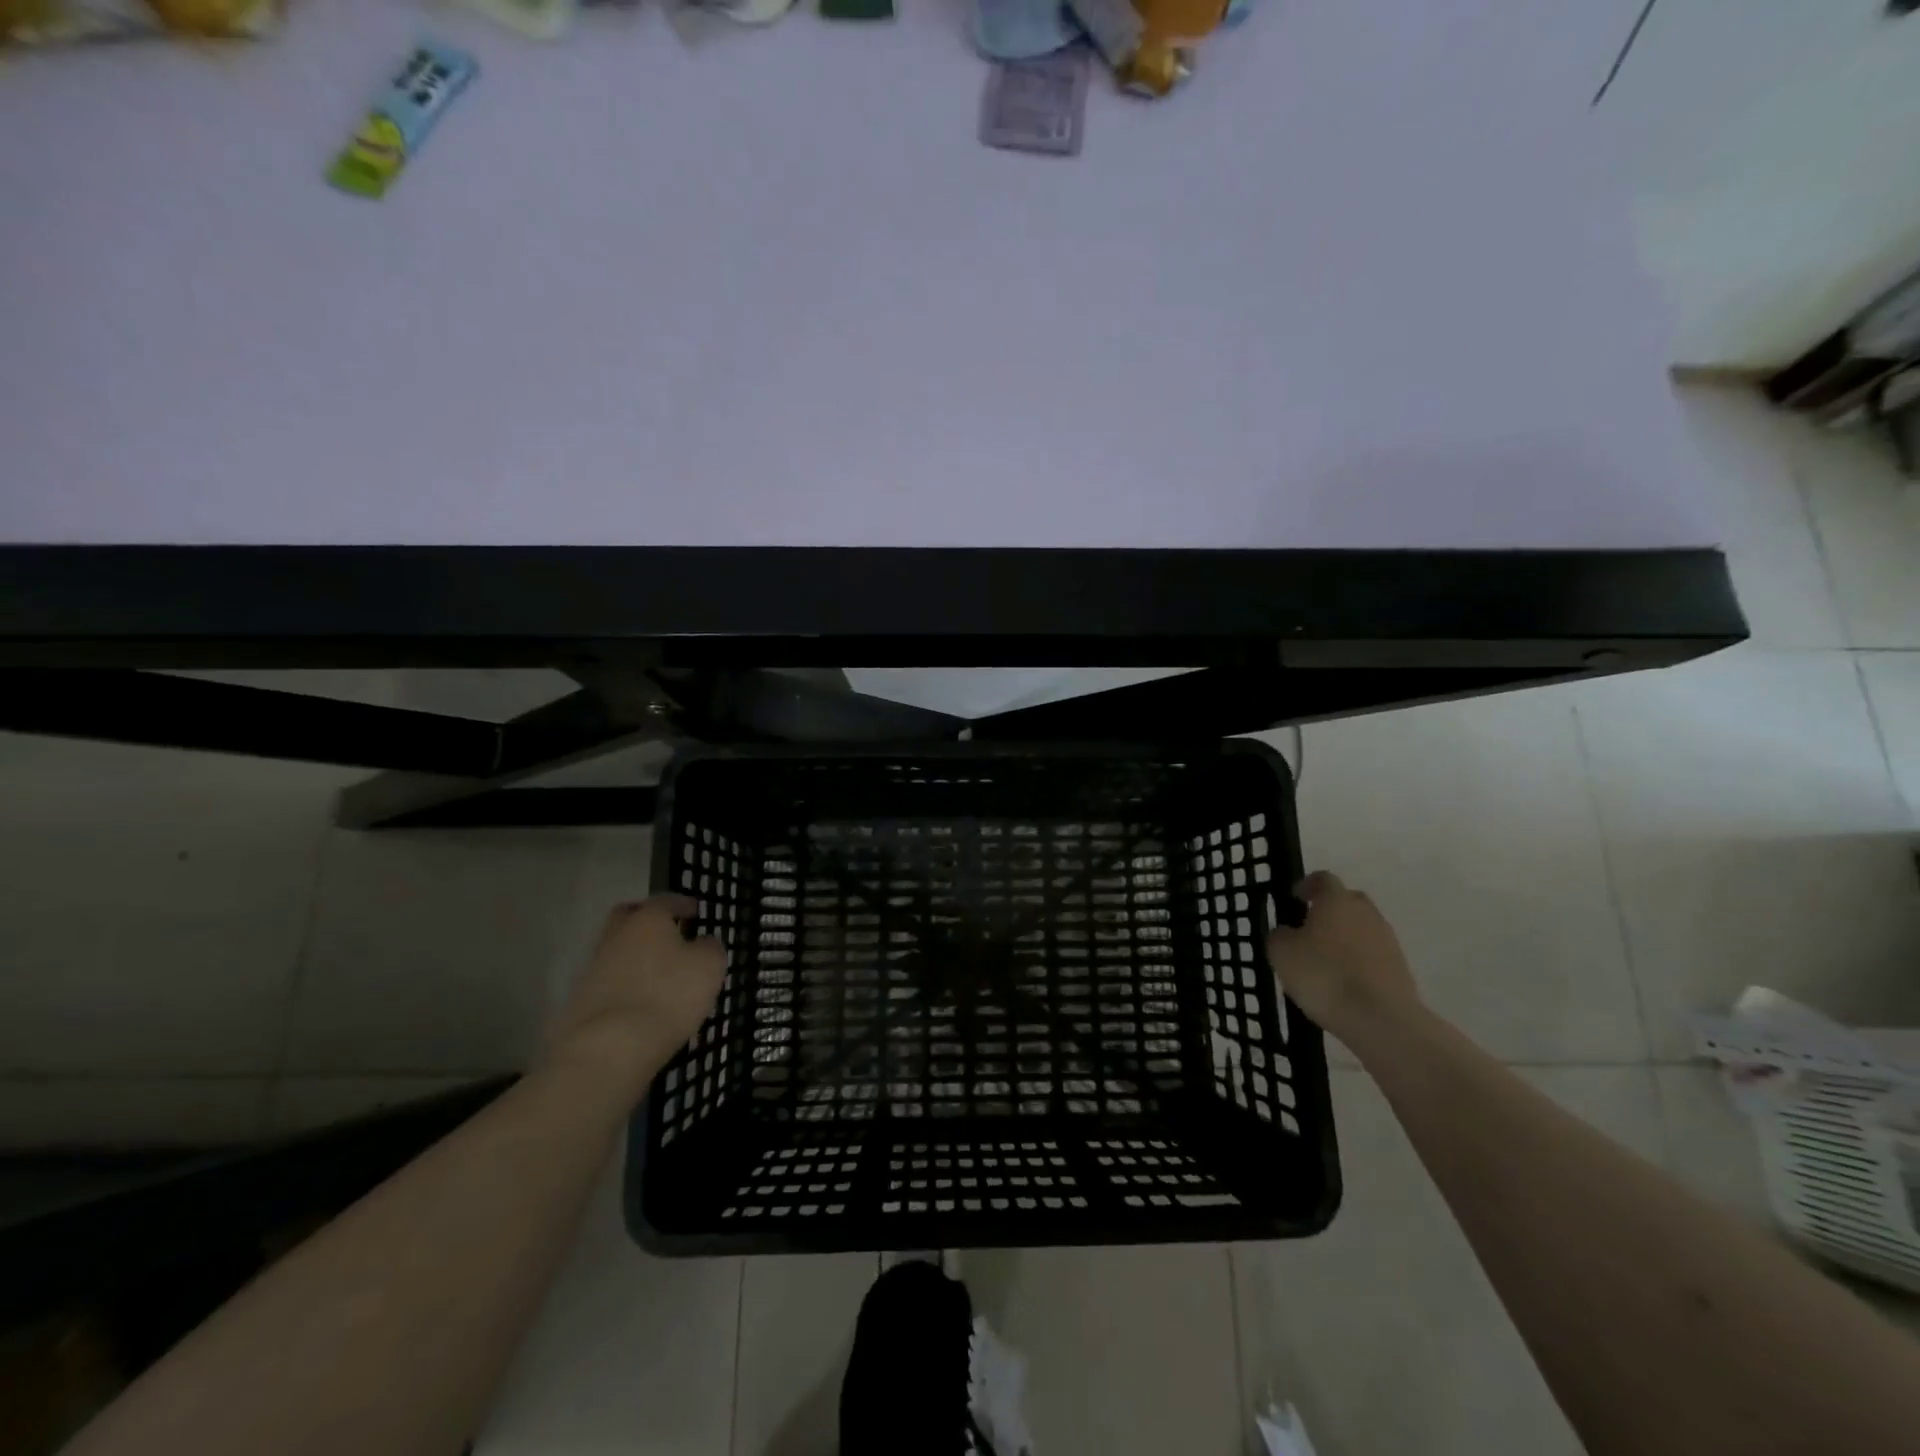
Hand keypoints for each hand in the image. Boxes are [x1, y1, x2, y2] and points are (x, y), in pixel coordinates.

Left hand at [548, 895, 725, 1089]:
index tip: (695, 910)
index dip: (682, 903)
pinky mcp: (583, 1000)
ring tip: (660, 974)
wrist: (610, 1048)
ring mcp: (595, 968)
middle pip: (628, 917)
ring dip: (636, 955)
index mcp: (647, 920)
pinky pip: (610, 981)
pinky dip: (626, 984)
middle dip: (646, 920)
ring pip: (617, 950)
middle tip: (668, 931)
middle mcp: (616, 936)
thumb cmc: (669, 995)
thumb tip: (703, 943)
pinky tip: (643, 1000)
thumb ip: (710, 948)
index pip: (665, 900)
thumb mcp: (709, 967)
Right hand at [1265, 871, 1418, 1041]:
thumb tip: (1286, 931)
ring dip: (1344, 937)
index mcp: (1336, 900)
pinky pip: (1372, 954)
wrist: (1381, 1019)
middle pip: (1346, 901)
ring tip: (1324, 961)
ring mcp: (1387, 939)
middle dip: (1328, 910)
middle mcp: (1365, 912)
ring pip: (1361, 928)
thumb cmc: (1324, 976)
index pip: (1323, 879)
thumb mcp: (1281, 953)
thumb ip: (1279, 935)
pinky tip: (1343, 981)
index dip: (1307, 885)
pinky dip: (1357, 960)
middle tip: (1308, 928)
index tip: (1294, 898)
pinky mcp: (1400, 967)